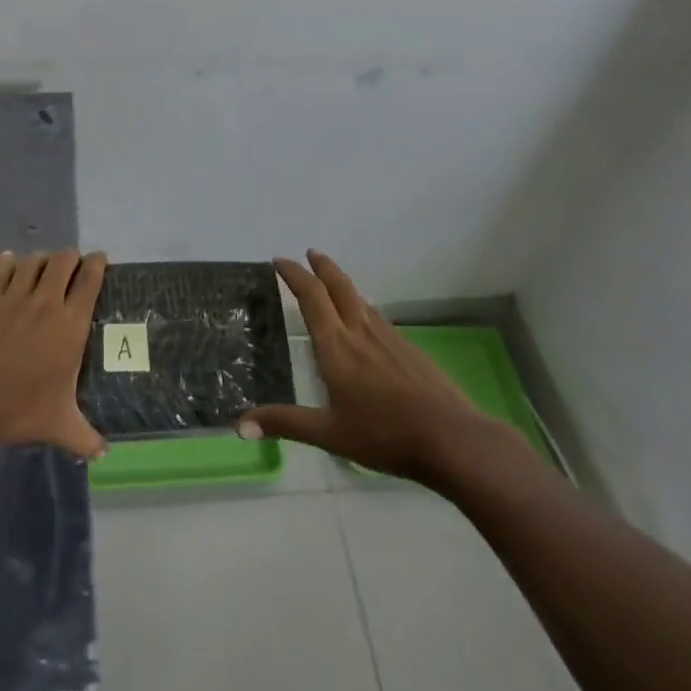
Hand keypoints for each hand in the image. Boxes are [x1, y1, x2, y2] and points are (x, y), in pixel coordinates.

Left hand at [0, 250, 108, 461]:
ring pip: (34, 260)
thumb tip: (105, 453)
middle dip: (70, 258)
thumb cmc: (19, 411)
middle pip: (63, 260)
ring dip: (41, 260)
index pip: (90, 280)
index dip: (96, 264)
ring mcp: (15, 296)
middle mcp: (47, 303)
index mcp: (71, 326)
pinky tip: (10, 267)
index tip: (98, 261)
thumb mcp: (60, 426)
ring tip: (41, 269)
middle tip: (70, 267)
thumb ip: (86, 437)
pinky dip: (9, 263)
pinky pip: (2, 267)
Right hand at [240, 251, 523, 486]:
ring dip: (343, 284)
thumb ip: (285, 424)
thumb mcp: (329, 434)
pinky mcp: (411, 350)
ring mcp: (390, 339)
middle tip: (309, 252)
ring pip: (361, 300)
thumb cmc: (384, 435)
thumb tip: (238, 425)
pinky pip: (379, 318)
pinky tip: (368, 323)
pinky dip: (364, 307)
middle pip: (339, 287)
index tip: (280, 261)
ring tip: (333, 282)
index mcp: (337, 347)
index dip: (294, 275)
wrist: (452, 438)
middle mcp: (361, 332)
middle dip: (322, 266)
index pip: (311, 298)